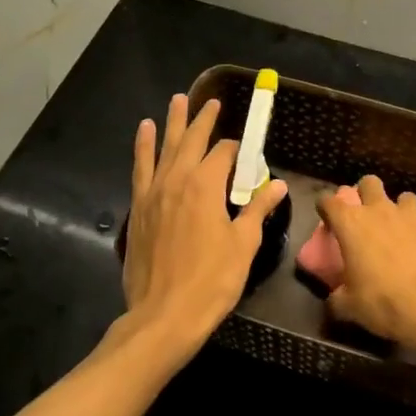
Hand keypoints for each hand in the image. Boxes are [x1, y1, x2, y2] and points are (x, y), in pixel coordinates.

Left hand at [122, 94, 287, 362]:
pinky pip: (140, 167)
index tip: (246, 156)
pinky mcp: (138, 207)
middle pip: (193, 140)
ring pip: (165, 146)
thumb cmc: (211, 282)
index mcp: (206, 185)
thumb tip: (277, 185)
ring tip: (176, 100)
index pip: (224, 153)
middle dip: (204, 119)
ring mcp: (154, 191)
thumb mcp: (243, 245)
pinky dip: (143, 146)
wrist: (163, 316)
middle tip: (211, 101)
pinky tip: (144, 131)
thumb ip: (257, 210)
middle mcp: (178, 179)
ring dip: (173, 122)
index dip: (237, 151)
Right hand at [314, 176, 415, 360]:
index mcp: (352, 224)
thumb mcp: (350, 307)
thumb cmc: (384, 302)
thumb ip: (337, 297)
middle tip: (366, 215)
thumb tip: (334, 299)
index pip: (329, 201)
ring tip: (401, 231)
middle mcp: (380, 211)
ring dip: (399, 210)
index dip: (325, 206)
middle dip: (365, 193)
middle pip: (369, 183)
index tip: (326, 216)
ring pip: (404, 197)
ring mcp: (412, 216)